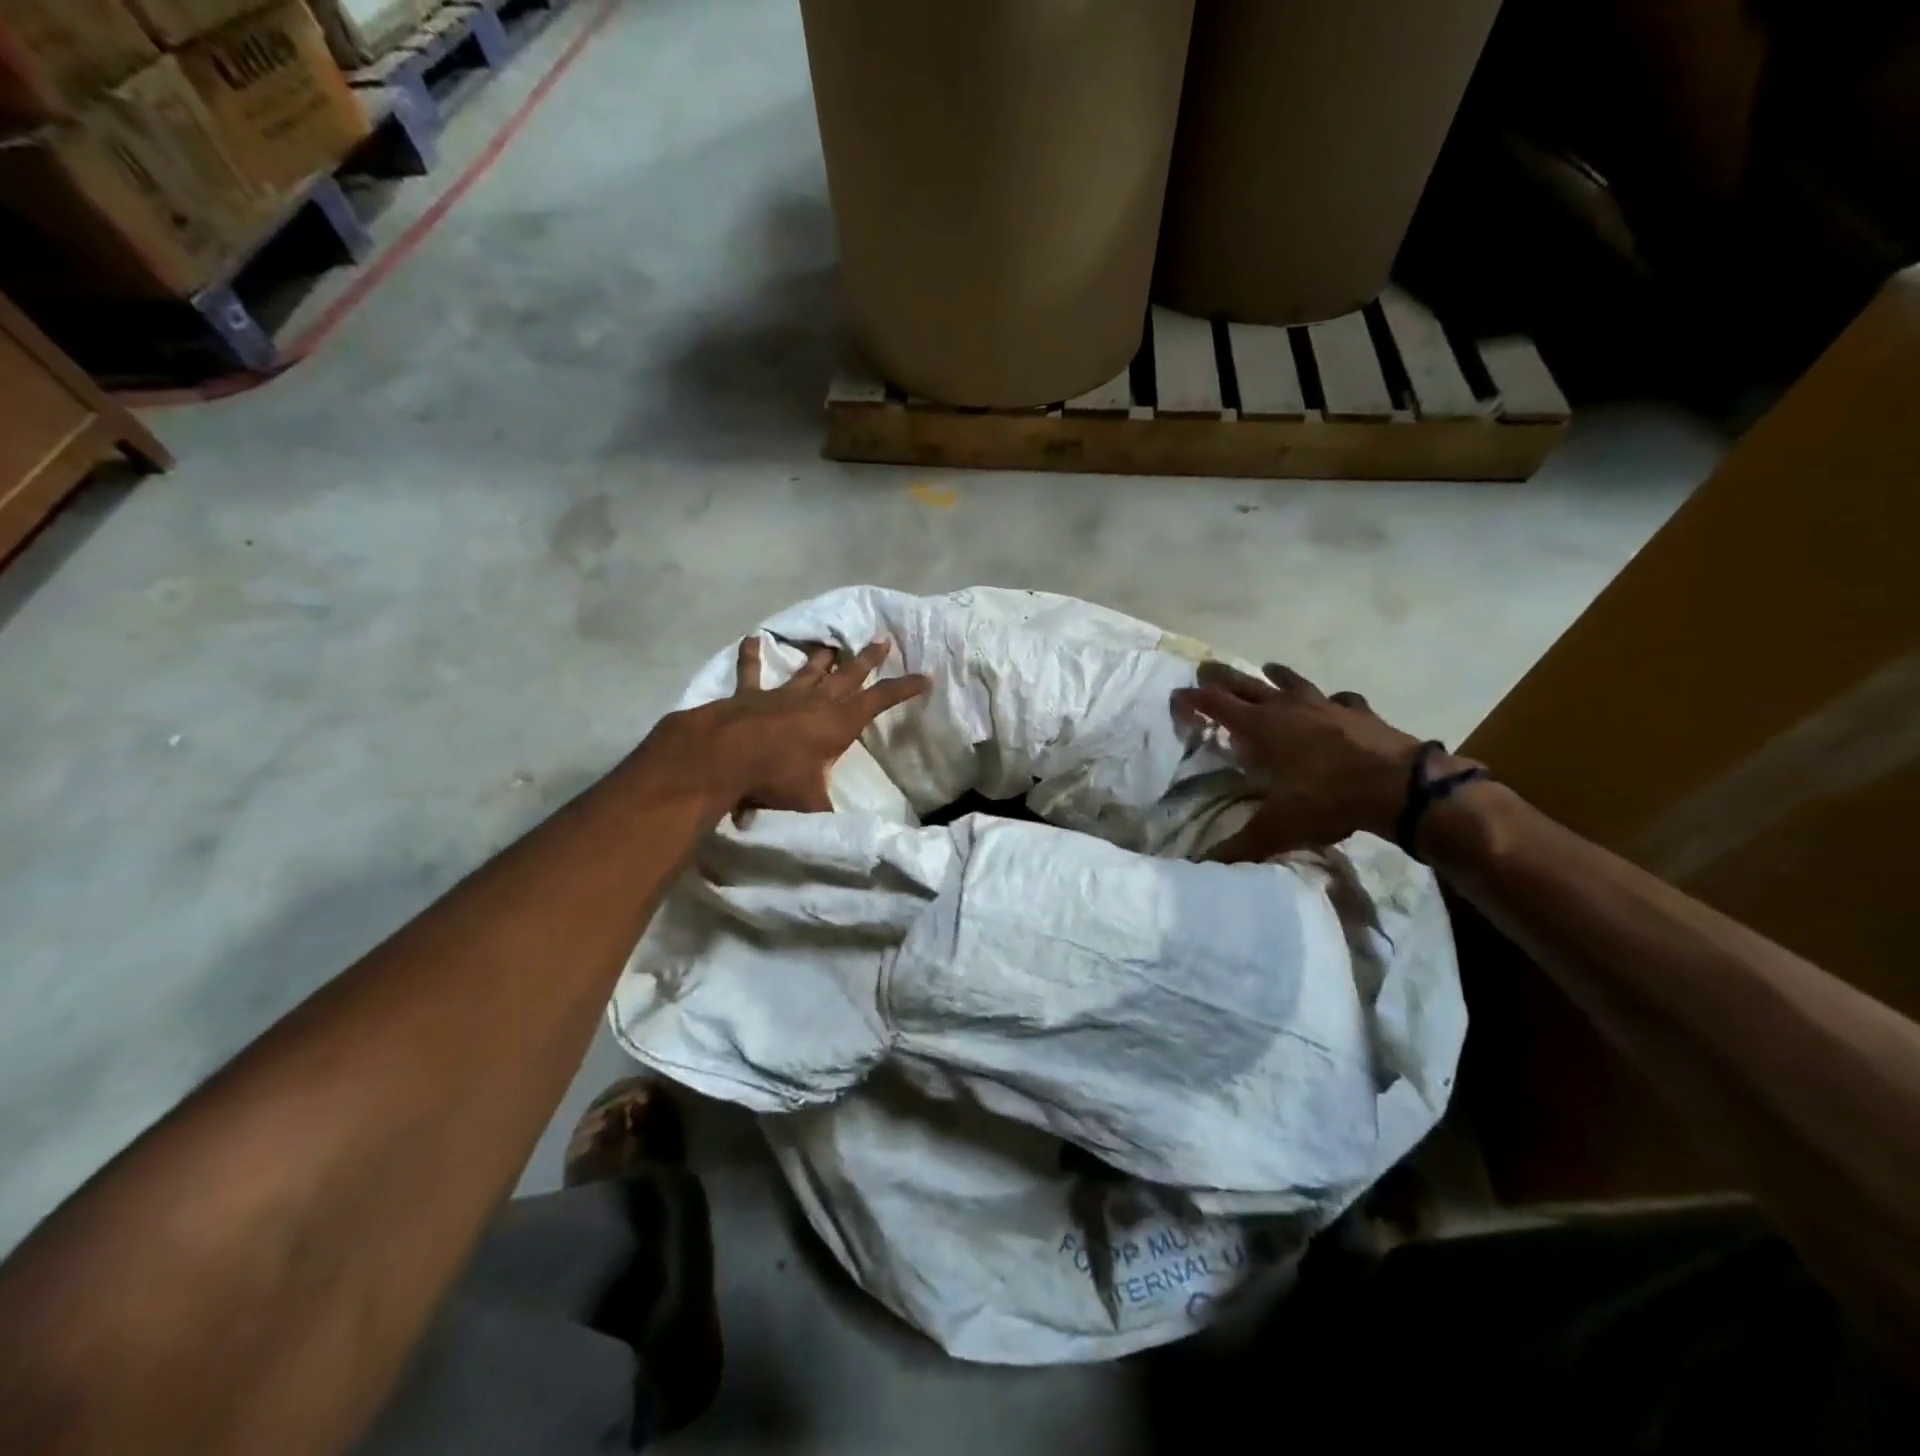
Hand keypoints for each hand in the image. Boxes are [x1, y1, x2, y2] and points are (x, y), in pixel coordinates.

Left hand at [640, 636, 929, 819]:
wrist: (722, 755)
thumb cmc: (774, 778)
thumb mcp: (809, 803)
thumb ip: (827, 814)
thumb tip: (845, 834)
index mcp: (838, 724)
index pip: (880, 701)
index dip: (904, 688)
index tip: (925, 677)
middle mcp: (815, 702)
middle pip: (849, 675)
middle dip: (868, 658)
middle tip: (882, 639)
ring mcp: (782, 694)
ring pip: (808, 670)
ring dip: (822, 657)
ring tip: (832, 645)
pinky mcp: (750, 694)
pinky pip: (752, 671)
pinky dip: (751, 655)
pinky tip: (751, 638)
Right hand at [1173, 661, 1469, 861]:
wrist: (1400, 786)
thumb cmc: (1328, 799)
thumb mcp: (1277, 829)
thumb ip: (1239, 846)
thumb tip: (1200, 866)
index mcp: (1260, 727)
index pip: (1215, 704)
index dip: (1192, 699)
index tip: (1175, 695)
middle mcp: (1287, 707)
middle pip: (1246, 683)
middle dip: (1221, 676)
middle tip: (1205, 668)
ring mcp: (1325, 705)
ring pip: (1292, 681)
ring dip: (1275, 676)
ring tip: (1267, 669)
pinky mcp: (1359, 711)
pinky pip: (1339, 699)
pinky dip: (1330, 700)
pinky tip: (1333, 704)